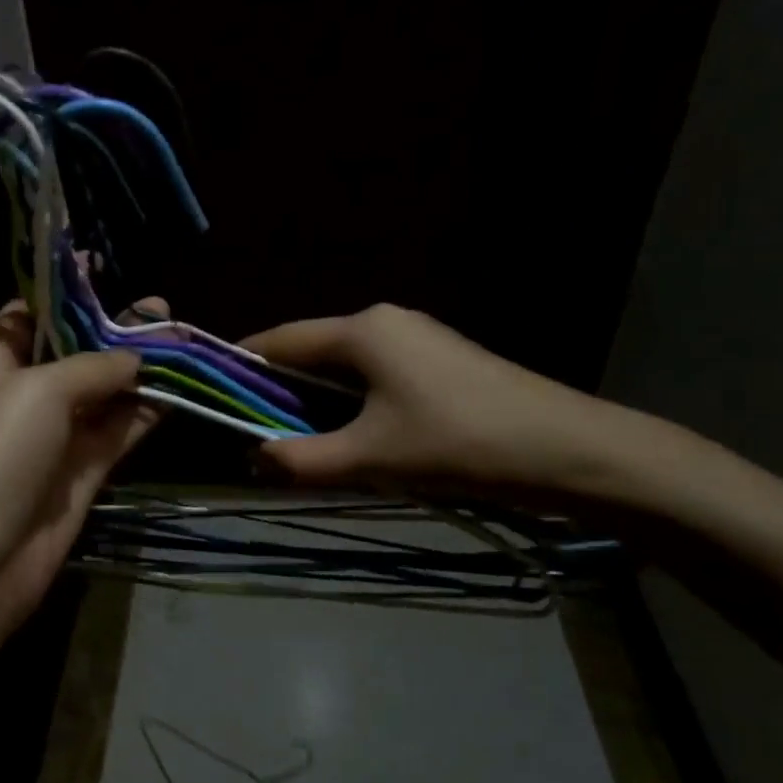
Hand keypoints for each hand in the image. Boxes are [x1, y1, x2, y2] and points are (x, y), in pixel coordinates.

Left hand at [0, 300, 163, 644]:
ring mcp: (54, 435)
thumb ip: (93, 366)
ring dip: (140, 369)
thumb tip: (135, 357)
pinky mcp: (81, 472)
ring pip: (103, 392)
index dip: (66, 292)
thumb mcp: (38, 390)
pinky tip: (179, 389)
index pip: (30, 314)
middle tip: (163, 310)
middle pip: (75, 351)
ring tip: (184, 340)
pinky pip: (118, 431)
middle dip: (115, 330)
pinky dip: (145, 411)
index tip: (104, 267)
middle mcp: (22, 393)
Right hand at [242, 304, 629, 498]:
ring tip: (301, 446)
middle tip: (257, 436)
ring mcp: (418, 341)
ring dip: (318, 405)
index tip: (213, 395)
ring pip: (344, 370)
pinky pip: (376, 380)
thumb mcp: (370, 458)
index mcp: (362, 331)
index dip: (242, 365)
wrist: (568, 451)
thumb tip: (253, 459)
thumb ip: (301, 459)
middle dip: (280, 394)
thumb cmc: (458, 443)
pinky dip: (353, 407)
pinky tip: (356, 442)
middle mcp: (385, 323)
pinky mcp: (440, 364)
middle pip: (312, 353)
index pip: (280, 340)